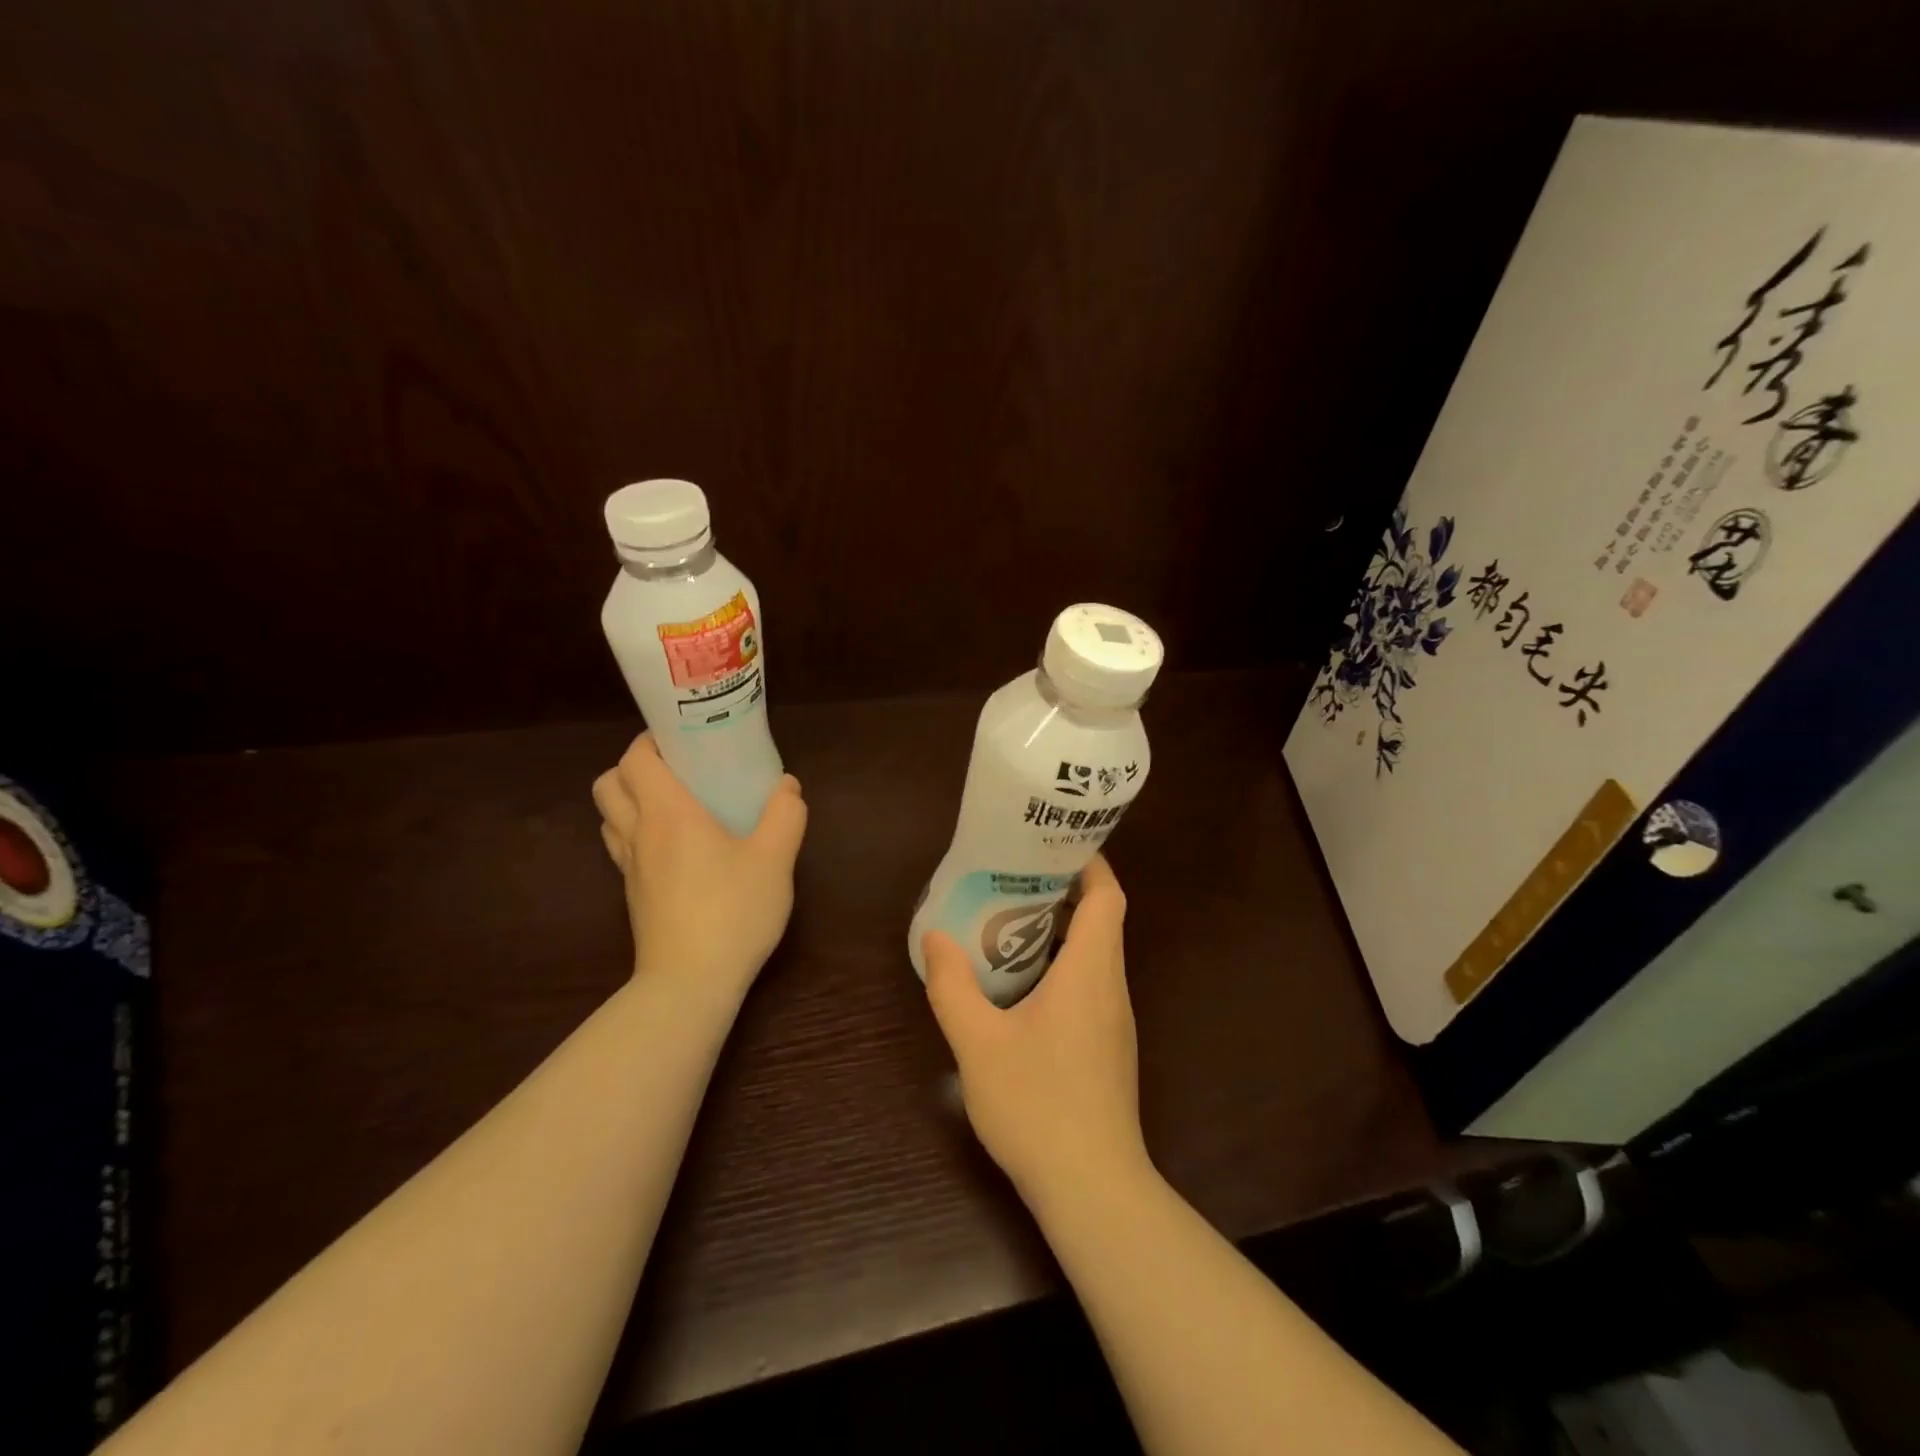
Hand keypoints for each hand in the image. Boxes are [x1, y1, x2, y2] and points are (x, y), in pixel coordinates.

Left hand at [592, 734, 807, 993]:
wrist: (690, 983)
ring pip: (609, 817)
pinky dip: (637, 833)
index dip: (651, 741)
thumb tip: (787, 786)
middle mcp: (640, 833)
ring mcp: (630, 868)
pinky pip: (622, 847)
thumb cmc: (732, 912)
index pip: (635, 759)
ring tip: (674, 805)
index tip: (682, 740)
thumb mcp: (775, 860)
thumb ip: (785, 816)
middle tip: (677, 770)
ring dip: (630, 800)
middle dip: (634, 767)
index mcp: (669, 814)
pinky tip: (676, 848)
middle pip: (609, 784)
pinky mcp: (633, 895)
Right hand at [922, 854, 1149, 1210]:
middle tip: (1014, 878)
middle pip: (1103, 920)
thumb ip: (953, 986)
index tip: (1054, 844)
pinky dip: (1064, 966)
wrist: (1093, 1190)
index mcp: (1091, 971)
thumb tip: (935, 937)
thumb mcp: (978, 1043)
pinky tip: (1022, 986)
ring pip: (1097, 955)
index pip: (1108, 896)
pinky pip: (1091, 986)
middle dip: (1064, 892)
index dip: (1089, 863)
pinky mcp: (1109, 1048)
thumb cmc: (1038, 1105)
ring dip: (1063, 931)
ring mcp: (1115, 1021)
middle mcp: (1112, 987)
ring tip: (1010, 922)